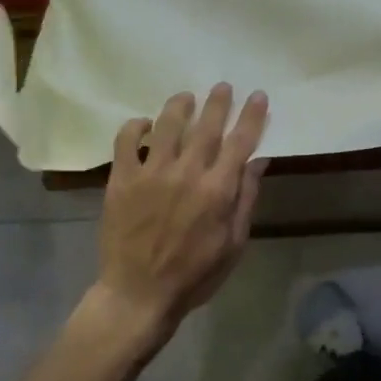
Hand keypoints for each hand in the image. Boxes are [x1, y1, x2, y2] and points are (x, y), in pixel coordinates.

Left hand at [89, 84, 269, 357]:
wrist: (138, 294)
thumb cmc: (194, 274)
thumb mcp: (233, 243)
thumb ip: (245, 198)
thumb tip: (258, 161)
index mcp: (217, 190)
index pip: (240, 142)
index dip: (252, 116)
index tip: (258, 96)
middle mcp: (186, 173)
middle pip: (205, 126)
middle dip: (218, 102)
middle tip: (223, 86)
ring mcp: (150, 173)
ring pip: (166, 125)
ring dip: (180, 106)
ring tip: (186, 97)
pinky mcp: (121, 180)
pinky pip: (125, 140)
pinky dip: (135, 126)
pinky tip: (144, 125)